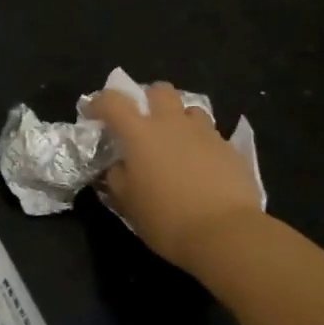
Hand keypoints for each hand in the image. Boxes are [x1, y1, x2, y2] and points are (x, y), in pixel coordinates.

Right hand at [86, 83, 264, 276]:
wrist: (226, 233)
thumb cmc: (166, 219)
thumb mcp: (128, 203)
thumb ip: (117, 177)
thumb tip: (118, 166)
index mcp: (139, 133)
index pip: (113, 101)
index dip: (99, 102)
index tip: (94, 113)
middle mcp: (171, 124)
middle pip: (159, 90)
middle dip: (149, 99)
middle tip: (144, 123)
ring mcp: (204, 133)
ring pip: (189, 109)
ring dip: (179, 120)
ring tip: (177, 143)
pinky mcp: (229, 148)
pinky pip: (211, 135)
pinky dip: (202, 143)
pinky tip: (202, 166)